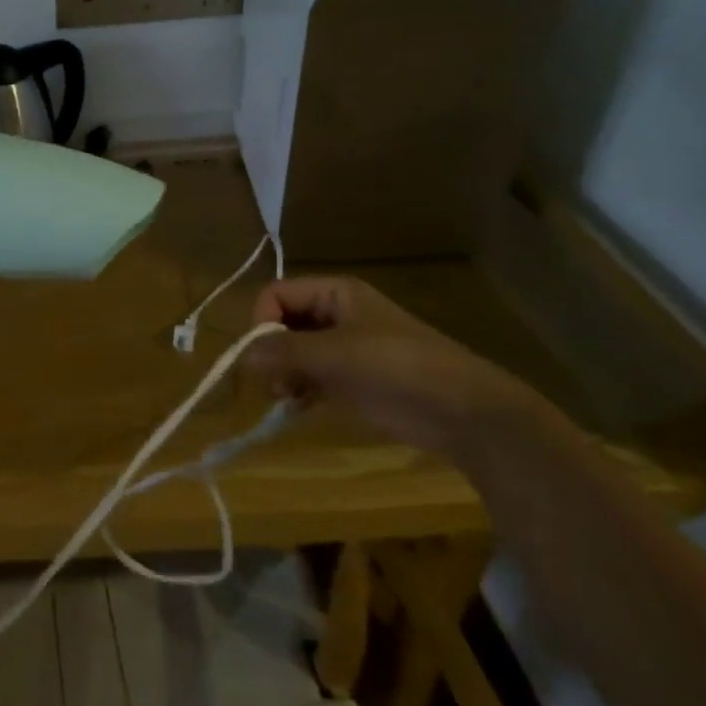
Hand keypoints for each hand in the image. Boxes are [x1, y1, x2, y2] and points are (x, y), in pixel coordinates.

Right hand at [244, 277, 546, 459]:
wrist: (462, 411)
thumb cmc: (397, 368)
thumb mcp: (336, 354)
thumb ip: (284, 352)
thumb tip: (242, 357)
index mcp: (334, 294)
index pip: (276, 294)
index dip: (262, 322)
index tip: (263, 356)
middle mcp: (335, 315)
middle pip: (282, 323)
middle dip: (271, 352)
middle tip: (275, 383)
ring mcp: (344, 349)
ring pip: (292, 352)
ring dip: (282, 374)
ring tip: (288, 397)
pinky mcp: (351, 380)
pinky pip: (309, 376)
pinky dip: (298, 390)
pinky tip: (298, 408)